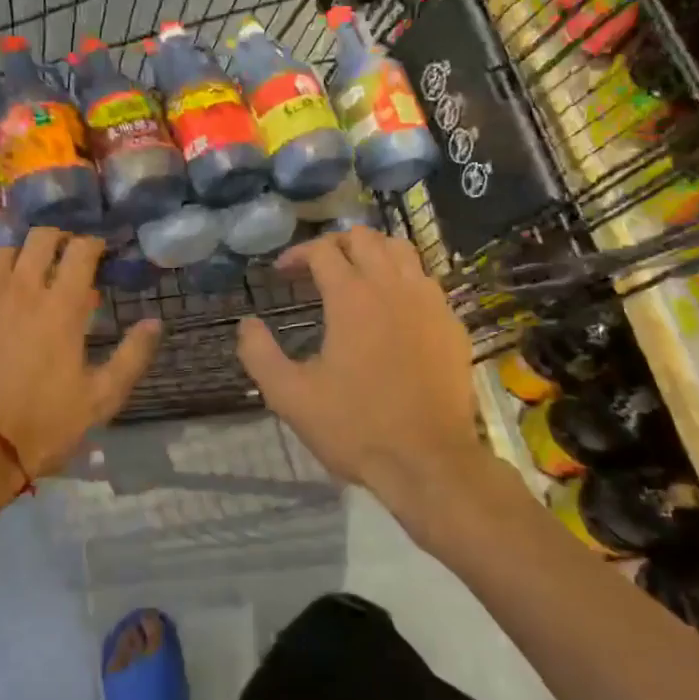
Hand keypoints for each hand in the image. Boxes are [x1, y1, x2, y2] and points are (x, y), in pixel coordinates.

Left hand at [0, 229, 161, 486]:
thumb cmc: (42, 425)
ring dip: (18, 256)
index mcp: (61, 307)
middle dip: (57, 238)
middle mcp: (21, 290)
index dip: (93, 243)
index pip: (80, 250)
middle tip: (64, 256)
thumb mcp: (100, 399)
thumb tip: (155, 322)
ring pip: (1, 252)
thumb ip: (131, 356)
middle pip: (39, 237)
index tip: (99, 251)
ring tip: (24, 274)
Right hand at [236, 226, 485, 520]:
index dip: (297, 254)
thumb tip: (247, 323)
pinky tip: (392, 307)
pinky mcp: (451, 323)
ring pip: (401, 250)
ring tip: (355, 276)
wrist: (429, 462)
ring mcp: (429, 302)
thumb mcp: (290, 397)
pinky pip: (426, 280)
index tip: (282, 274)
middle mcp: (393, 287)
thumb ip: (259, 354)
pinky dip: (402, 278)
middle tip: (315, 269)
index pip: (322, 250)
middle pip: (364, 238)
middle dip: (334, 244)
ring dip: (372, 252)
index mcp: (352, 298)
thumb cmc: (355, 427)